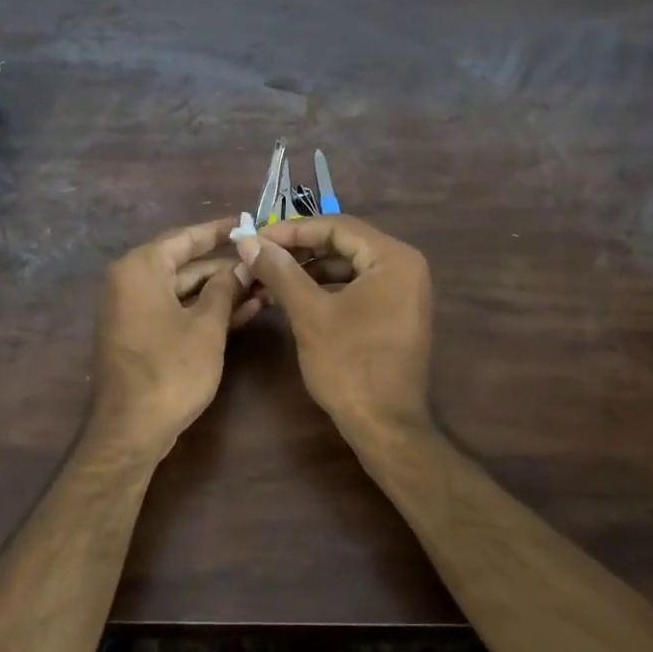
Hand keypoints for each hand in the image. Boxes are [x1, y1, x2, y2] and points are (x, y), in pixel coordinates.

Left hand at [91, 217, 251, 455]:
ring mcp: (133, 311)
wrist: (132, 429)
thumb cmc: (171, 371)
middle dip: (225, 267)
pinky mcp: (140, 336)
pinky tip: (243, 312)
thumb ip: (225, 290)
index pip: (185, 237)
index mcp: (140, 269)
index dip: (219, 231)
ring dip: (220, 292)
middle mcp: (130, 282)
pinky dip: (204, 312)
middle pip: (184, 265)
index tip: (248, 221)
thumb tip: (241, 266)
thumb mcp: (207, 327)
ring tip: (264, 287)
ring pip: (183, 292)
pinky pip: (176, 313)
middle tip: (265, 262)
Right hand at [234, 215, 432, 439]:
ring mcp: (402, 292)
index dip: (291, 230)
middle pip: (342, 244)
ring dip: (307, 271)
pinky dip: (324, 289)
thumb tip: (247, 240)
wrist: (385, 425)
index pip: (336, 226)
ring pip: (346, 267)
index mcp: (393, 259)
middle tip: (258, 256)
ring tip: (268, 278)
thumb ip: (279, 271)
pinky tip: (292, 298)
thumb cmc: (348, 365)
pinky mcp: (393, 314)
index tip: (254, 238)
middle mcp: (404, 267)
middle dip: (298, 250)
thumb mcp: (309, 314)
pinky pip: (355, 288)